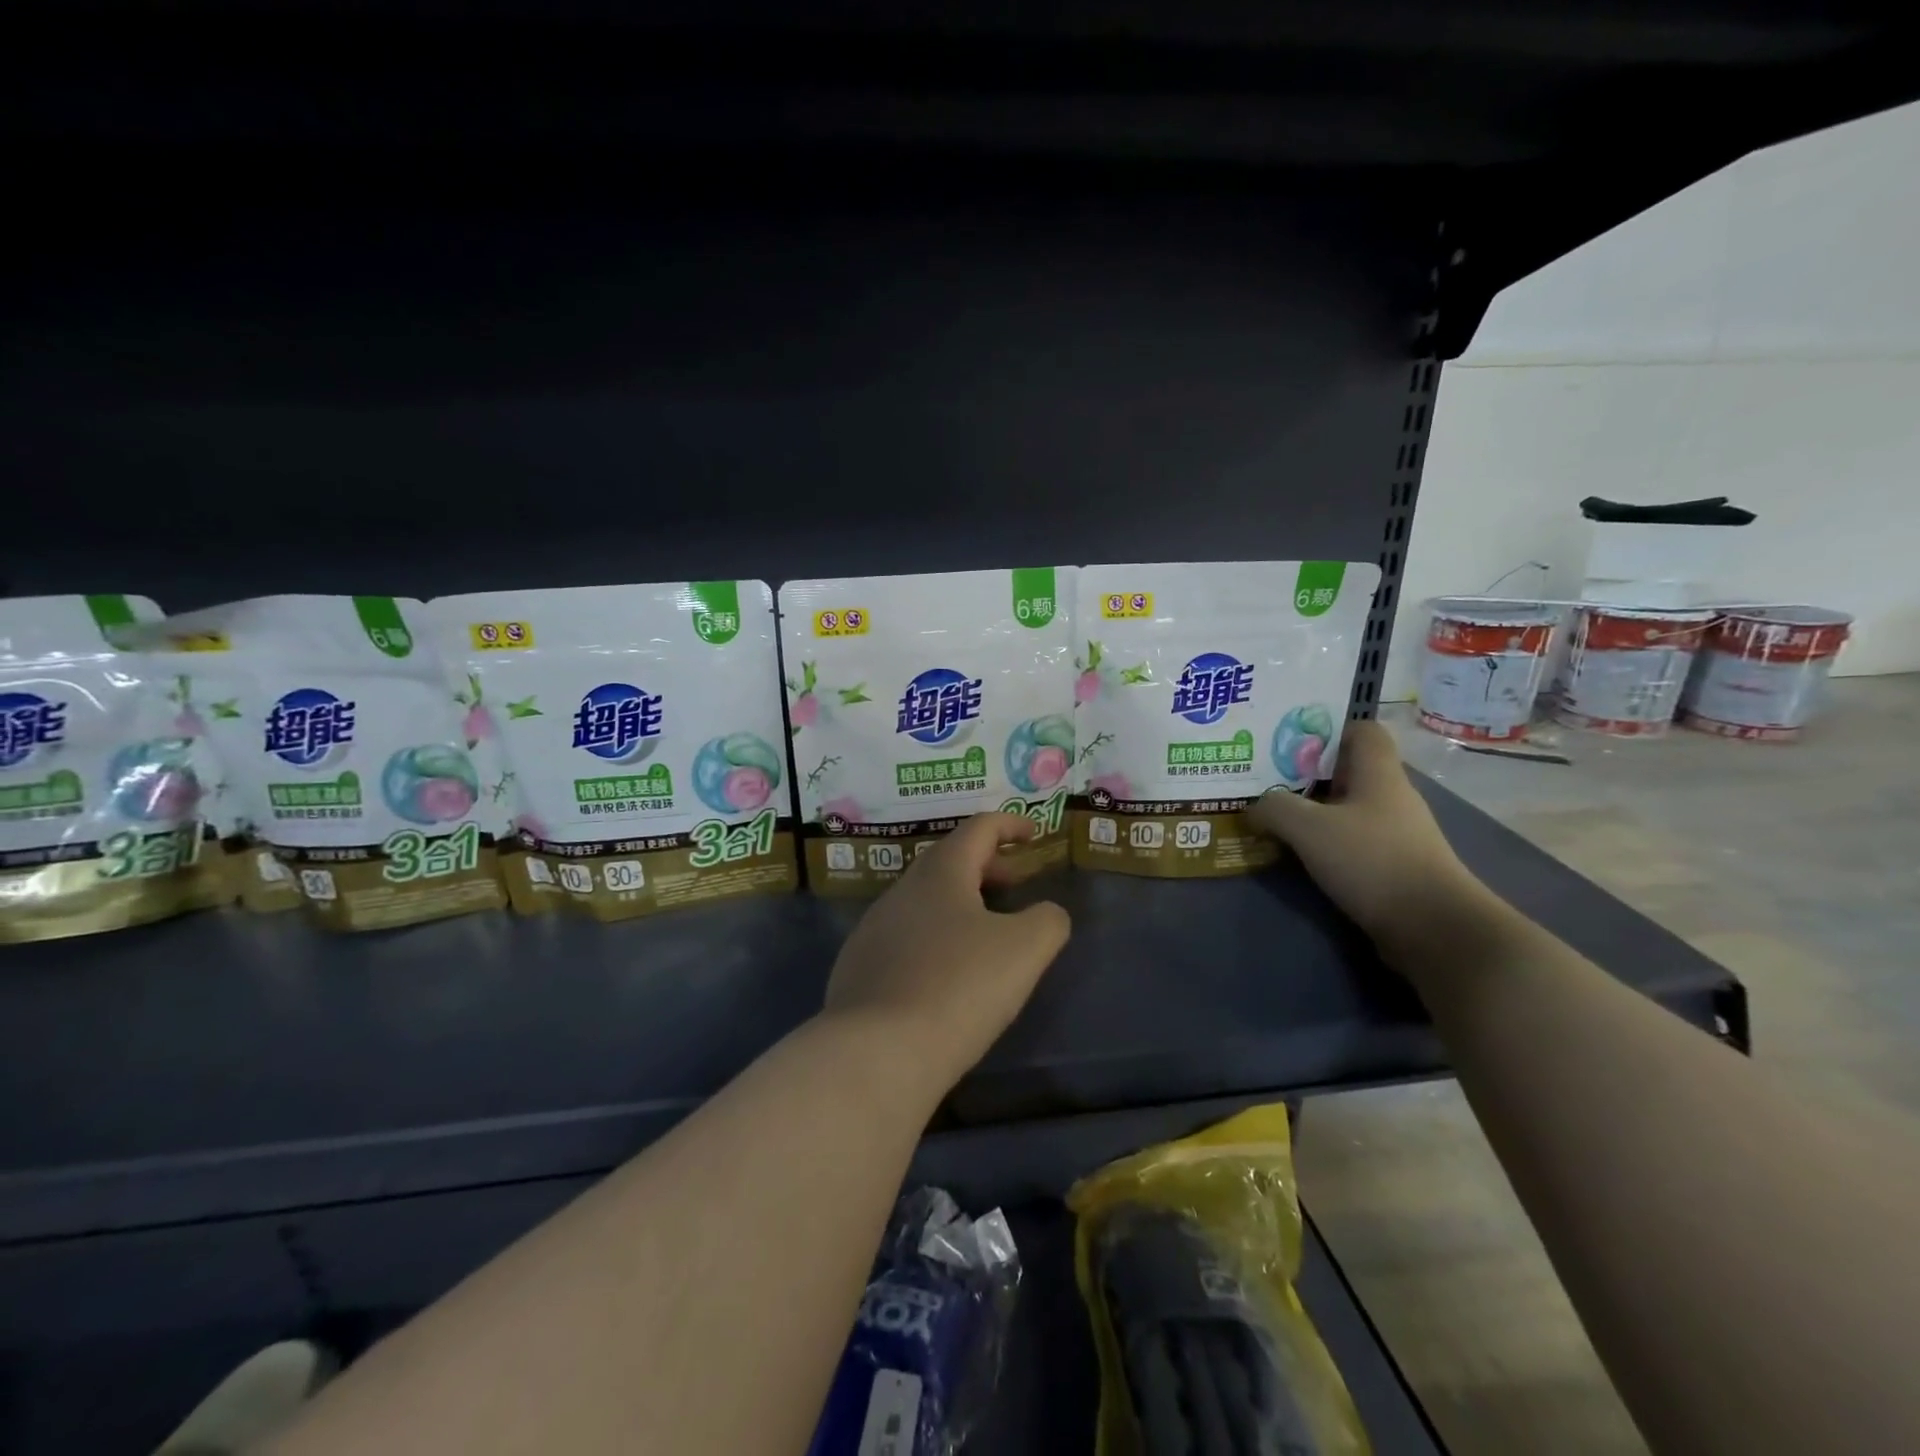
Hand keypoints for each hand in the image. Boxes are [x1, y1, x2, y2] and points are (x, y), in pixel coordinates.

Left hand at [823, 813, 1071, 1091]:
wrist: (876, 1052)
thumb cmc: (959, 987)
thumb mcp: (1025, 950)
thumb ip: (1048, 920)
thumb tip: (1048, 913)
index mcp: (941, 873)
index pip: (979, 829)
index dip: (1010, 825)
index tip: (1033, 834)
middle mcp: (902, 890)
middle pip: (949, 861)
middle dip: (986, 865)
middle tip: (1016, 883)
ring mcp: (874, 928)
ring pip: (925, 899)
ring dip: (959, 902)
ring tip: (986, 930)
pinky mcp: (859, 966)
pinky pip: (906, 936)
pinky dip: (935, 936)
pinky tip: (945, 972)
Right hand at [1247, 720, 1481, 944]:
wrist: (1434, 928)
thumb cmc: (1373, 861)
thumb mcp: (1310, 828)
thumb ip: (1275, 808)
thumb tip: (1254, 807)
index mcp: (1378, 774)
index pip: (1362, 730)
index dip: (1327, 730)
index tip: (1288, 743)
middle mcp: (1390, 797)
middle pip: (1346, 771)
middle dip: (1305, 774)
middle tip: (1263, 780)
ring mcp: (1394, 834)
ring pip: (1345, 809)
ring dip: (1311, 812)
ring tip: (1271, 818)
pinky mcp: (1392, 867)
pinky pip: (1350, 842)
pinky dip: (1323, 844)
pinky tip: (1295, 855)